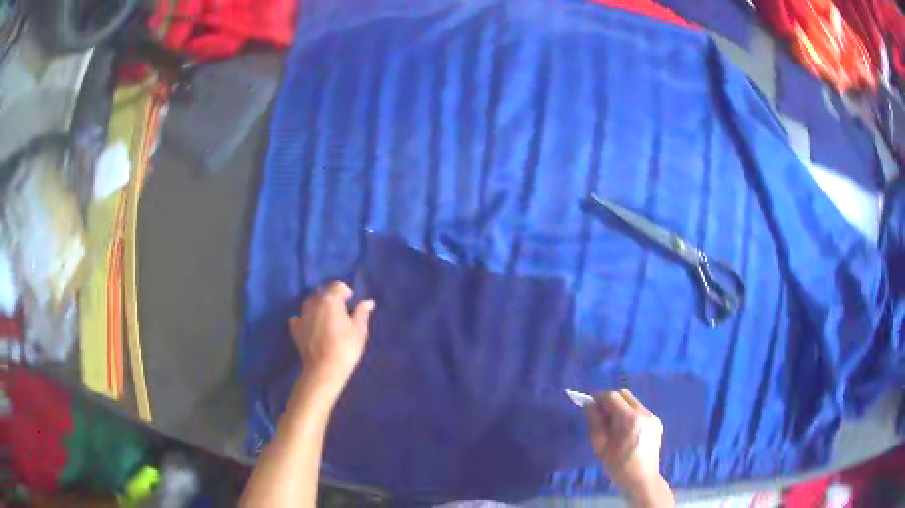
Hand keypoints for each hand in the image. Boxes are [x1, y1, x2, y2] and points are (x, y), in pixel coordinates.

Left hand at [288, 281, 374, 399]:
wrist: (324, 369)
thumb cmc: (346, 348)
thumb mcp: (359, 331)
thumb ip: (362, 313)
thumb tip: (368, 302)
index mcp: (331, 300)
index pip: (337, 285)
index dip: (345, 291)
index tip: (351, 300)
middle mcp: (314, 302)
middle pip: (321, 291)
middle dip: (330, 296)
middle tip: (339, 309)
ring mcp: (302, 315)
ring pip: (309, 302)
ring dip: (317, 305)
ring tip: (325, 317)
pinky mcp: (294, 328)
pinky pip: (298, 317)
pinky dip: (304, 318)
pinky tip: (310, 326)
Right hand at [585, 389, 663, 492]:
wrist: (642, 480)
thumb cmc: (618, 467)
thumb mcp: (601, 447)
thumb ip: (595, 423)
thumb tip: (589, 405)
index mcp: (630, 419)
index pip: (612, 396)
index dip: (599, 398)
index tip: (588, 405)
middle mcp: (644, 413)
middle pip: (624, 394)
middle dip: (610, 400)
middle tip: (599, 414)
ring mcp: (653, 416)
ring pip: (633, 401)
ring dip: (620, 406)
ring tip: (611, 424)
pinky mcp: (657, 422)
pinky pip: (640, 410)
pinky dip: (629, 413)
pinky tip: (625, 430)